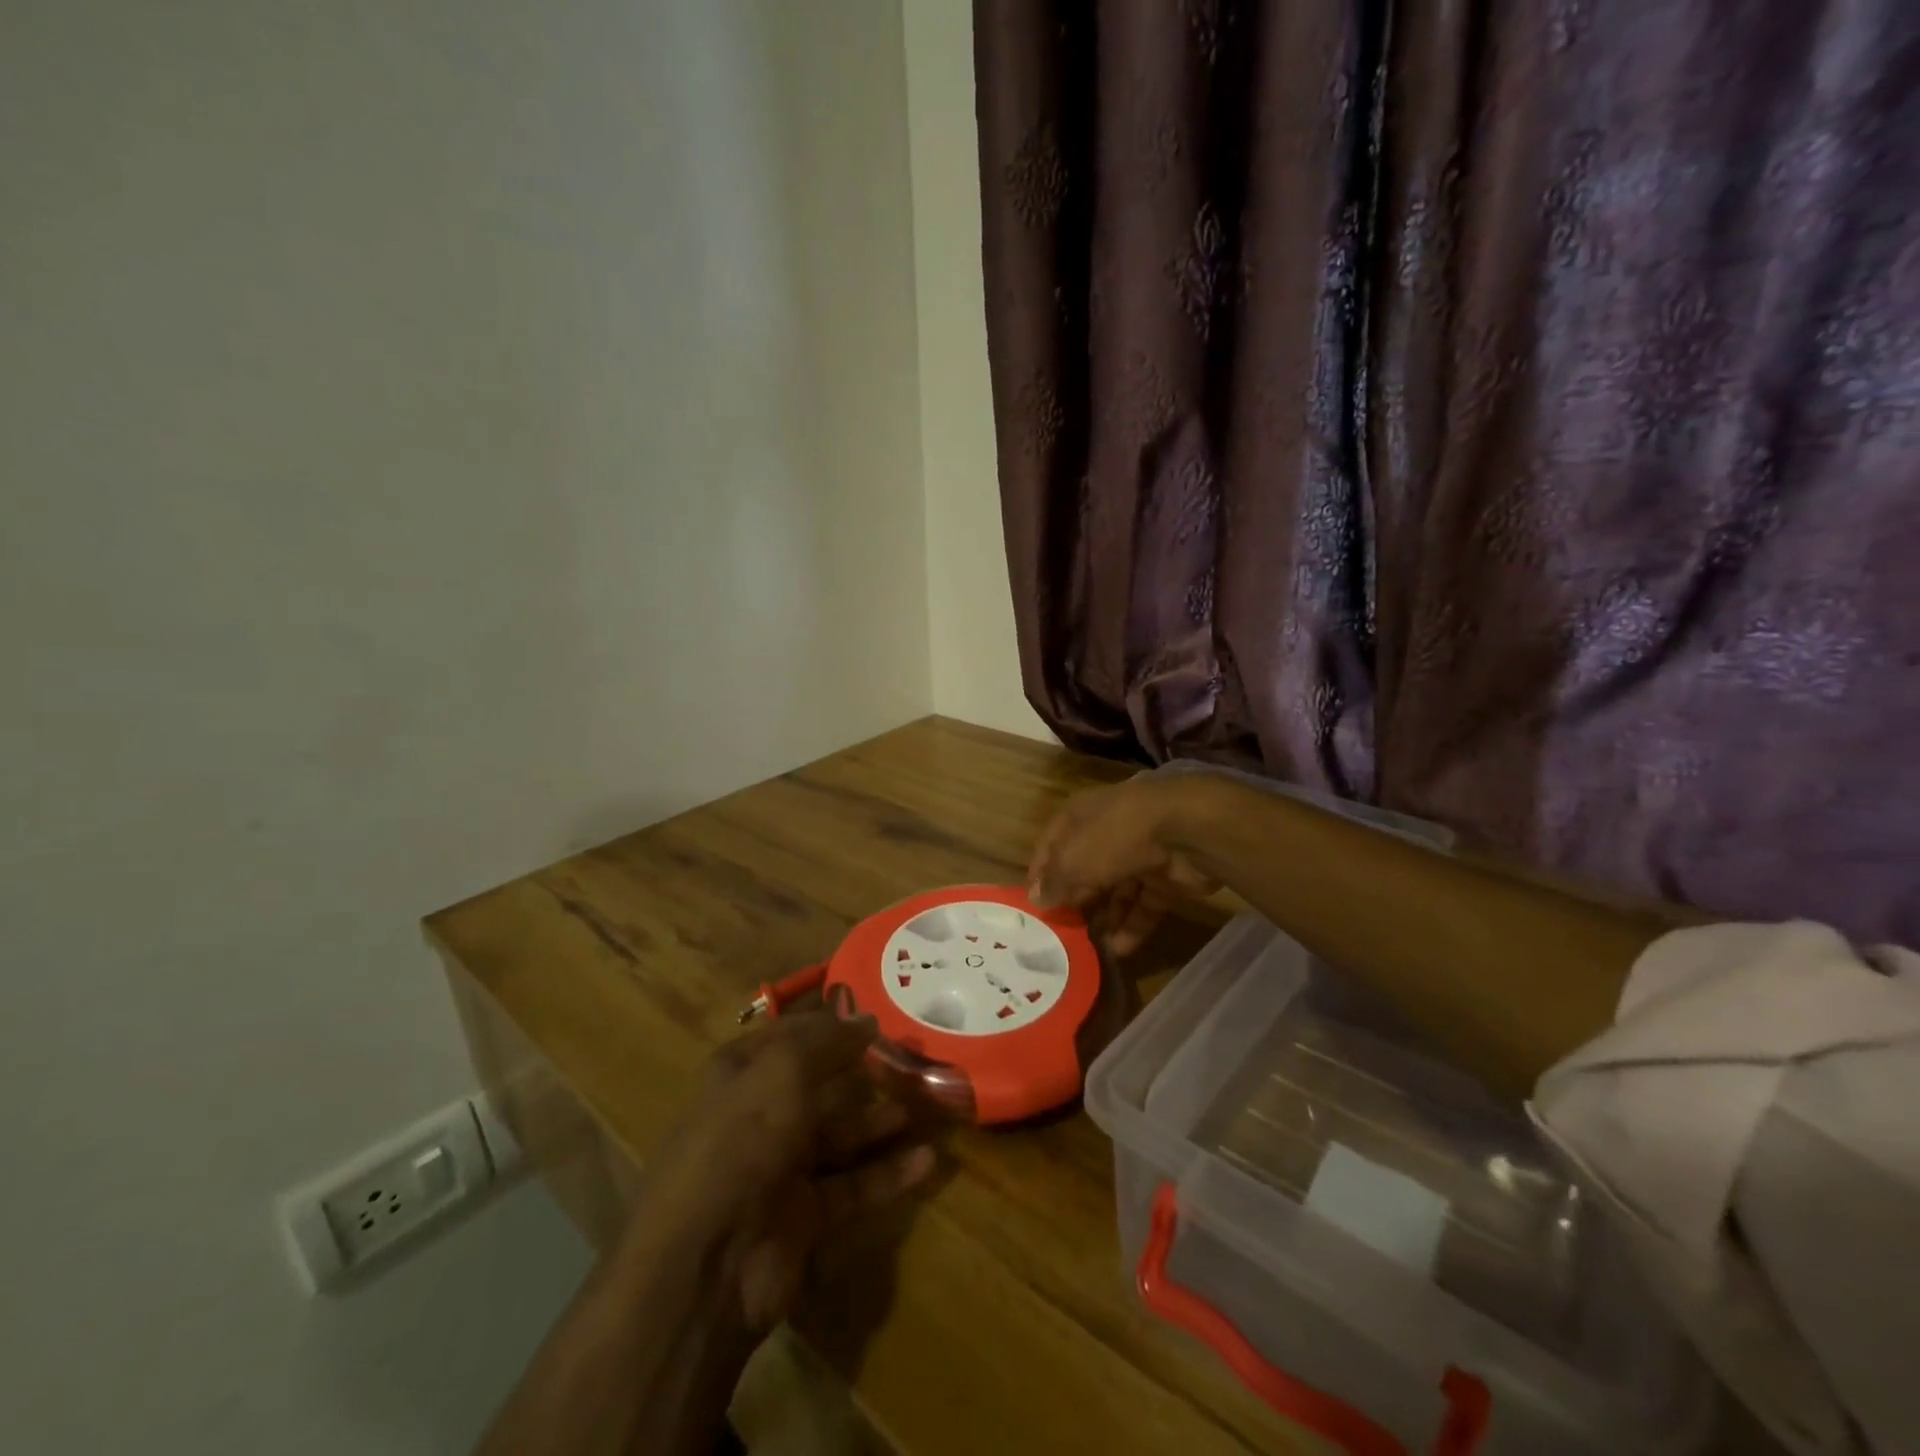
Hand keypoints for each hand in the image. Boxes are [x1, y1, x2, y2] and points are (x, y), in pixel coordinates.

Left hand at [635, 1011, 935, 1333]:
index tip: (874, 1016)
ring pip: (839, 1136)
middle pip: (818, 1086)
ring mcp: (780, 1171)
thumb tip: (868, 1018)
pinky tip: (926, 1161)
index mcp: (739, 1076)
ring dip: (879, 1122)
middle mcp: (758, 1118)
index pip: (788, 1038)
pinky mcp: (803, 1219)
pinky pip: (853, 1187)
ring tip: (926, 1105)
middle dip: (861, 1073)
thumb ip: (828, 1042)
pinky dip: (887, 1174)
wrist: (703, 1269)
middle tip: (911, 1061)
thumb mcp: (782, 1073)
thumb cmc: (740, 1144)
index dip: (827, 1025)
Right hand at [1027, 775, 1218, 954]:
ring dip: (1103, 918)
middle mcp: (1106, 831)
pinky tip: (1118, 951)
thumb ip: (1055, 882)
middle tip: (1060, 932)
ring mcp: (1139, 854)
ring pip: (1116, 890)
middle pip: (1084, 869)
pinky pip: (1143, 905)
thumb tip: (1036, 900)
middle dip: (1074, 900)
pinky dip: (1132, 926)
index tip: (1031, 905)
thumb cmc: (1115, 836)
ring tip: (1087, 948)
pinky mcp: (1165, 876)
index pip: (1051, 845)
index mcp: (1078, 816)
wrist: (1186, 832)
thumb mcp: (1073, 860)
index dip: (1040, 874)